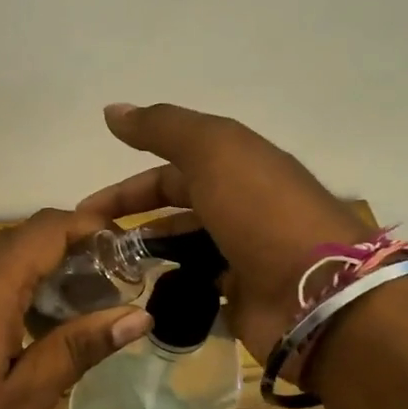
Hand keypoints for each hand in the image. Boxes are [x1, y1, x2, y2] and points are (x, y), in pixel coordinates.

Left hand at [0, 208, 153, 408]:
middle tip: (113, 288)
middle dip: (72, 251)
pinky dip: (12, 290)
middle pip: (24, 238)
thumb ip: (76, 349)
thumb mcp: (19, 400)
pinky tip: (28, 333)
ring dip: (42, 272)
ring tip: (80, 311)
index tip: (131, 248)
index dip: (92, 226)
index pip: (48, 227)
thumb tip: (137, 314)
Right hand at [78, 103, 373, 360]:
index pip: (170, 171)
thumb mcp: (213, 151)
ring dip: (148, 255)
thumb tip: (112, 109)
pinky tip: (141, 299)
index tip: (87, 209)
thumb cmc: (261, 212)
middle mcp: (239, 206)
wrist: (320, 293)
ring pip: (184, 248)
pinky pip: (198, 287)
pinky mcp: (243, 297)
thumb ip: (162, 128)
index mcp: (236, 166)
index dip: (127, 186)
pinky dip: (171, 288)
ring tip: (109, 274)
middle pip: (175, 208)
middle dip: (132, 221)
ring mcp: (243, 253)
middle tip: (90, 245)